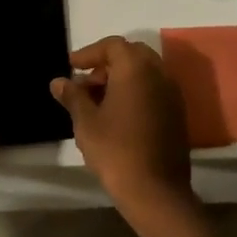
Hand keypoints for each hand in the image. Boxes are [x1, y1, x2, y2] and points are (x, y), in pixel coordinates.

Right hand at [51, 36, 192, 218]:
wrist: (156, 191)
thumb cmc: (116, 150)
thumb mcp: (86, 122)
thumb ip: (73, 96)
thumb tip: (59, 82)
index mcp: (136, 68)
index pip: (112, 45)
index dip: (89, 53)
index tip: (72, 66)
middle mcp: (159, 73)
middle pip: (131, 55)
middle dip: (106, 64)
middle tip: (86, 83)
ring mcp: (172, 93)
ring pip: (144, 72)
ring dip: (121, 78)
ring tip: (97, 101)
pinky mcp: (177, 113)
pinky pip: (154, 89)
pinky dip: (136, 92)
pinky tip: (118, 115)